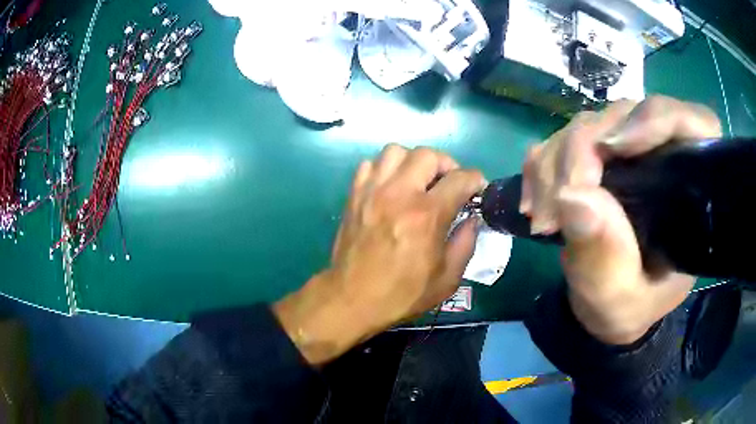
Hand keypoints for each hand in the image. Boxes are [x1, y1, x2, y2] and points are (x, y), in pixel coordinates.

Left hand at [274, 145, 485, 364]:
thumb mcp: (448, 278)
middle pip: (428, 154)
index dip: (476, 180)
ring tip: (418, 181)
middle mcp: (399, 193)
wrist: (352, 299)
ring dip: (413, 161)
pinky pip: (370, 164)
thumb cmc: (403, 294)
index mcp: (427, 215)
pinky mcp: (354, 196)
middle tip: (448, 184)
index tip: (478, 189)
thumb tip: (472, 219)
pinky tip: (390, 187)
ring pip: (396, 151)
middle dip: (446, 165)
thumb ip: (466, 243)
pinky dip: (384, 169)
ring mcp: (372, 191)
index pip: (460, 178)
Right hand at [521, 96, 721, 344]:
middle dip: (585, 149)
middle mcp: (664, 157)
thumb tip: (573, 198)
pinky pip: (565, 138)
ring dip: (556, 162)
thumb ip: (605, 261)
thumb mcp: (620, 300)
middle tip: (557, 203)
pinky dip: (543, 164)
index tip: (613, 146)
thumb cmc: (630, 306)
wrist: (608, 304)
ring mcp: (630, 150)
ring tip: (543, 217)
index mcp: (692, 191)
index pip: (693, 125)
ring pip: (591, 123)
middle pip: (628, 116)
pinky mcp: (601, 154)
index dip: (657, 119)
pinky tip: (535, 200)